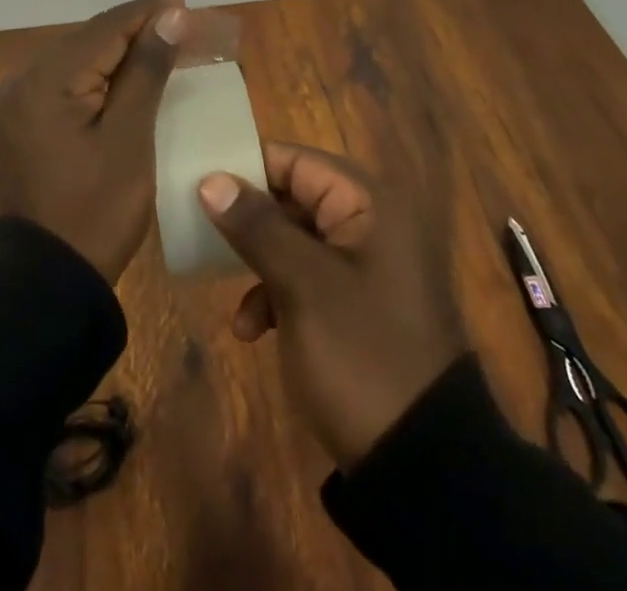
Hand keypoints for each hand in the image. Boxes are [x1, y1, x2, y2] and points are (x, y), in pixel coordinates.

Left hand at [0, 0, 187, 283]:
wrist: (47, 279)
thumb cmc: (96, 210)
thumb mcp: (130, 137)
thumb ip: (147, 69)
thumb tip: (171, 14)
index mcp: (46, 79)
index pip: (106, 28)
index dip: (149, 13)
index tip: (188, 5)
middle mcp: (25, 78)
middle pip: (91, 38)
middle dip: (138, 30)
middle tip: (185, 27)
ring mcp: (20, 100)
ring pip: (81, 57)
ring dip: (122, 51)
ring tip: (167, 45)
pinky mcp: (26, 119)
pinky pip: (69, 81)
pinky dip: (102, 74)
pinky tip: (132, 76)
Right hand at [197, 142, 465, 468]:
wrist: (426, 466)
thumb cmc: (362, 354)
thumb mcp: (303, 286)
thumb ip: (256, 226)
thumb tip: (210, 180)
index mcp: (368, 204)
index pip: (295, 161)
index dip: (247, 169)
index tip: (200, 186)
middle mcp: (371, 223)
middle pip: (293, 199)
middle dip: (249, 225)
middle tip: (204, 238)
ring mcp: (367, 266)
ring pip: (295, 241)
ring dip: (259, 267)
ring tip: (235, 305)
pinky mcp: (360, 304)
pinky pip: (307, 278)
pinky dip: (278, 296)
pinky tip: (254, 332)